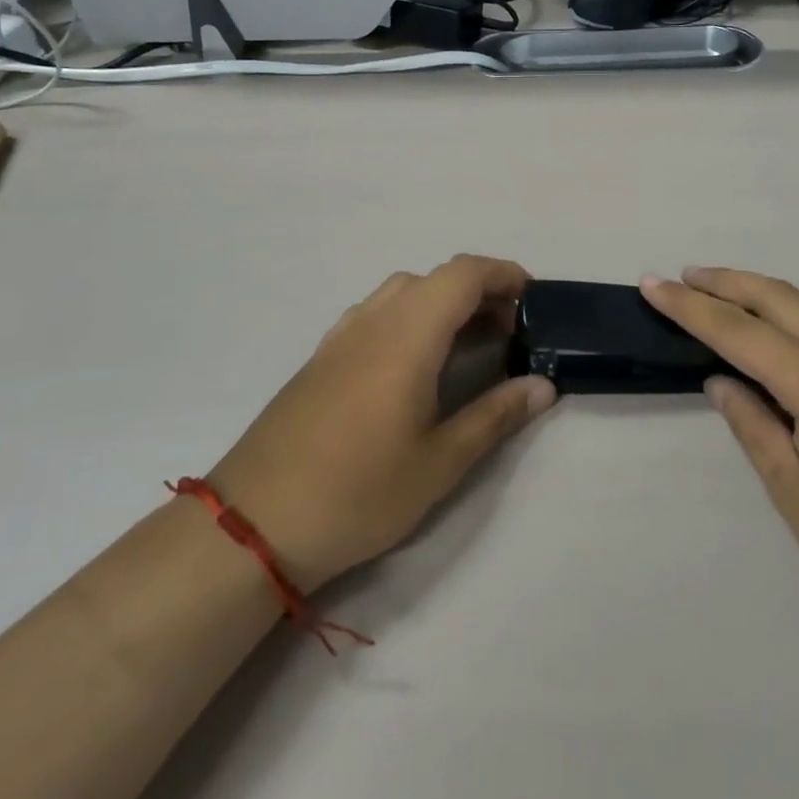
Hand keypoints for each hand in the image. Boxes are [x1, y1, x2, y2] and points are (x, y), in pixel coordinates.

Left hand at [212, 256, 557, 591]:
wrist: (254, 524)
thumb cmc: (358, 492)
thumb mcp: (440, 463)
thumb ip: (496, 416)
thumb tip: (544, 386)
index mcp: (408, 334)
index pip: (463, 274)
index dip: (504, 274)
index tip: (532, 301)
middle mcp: (374, 320)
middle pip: (436, 278)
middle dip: (480, 292)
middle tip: (509, 334)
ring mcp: (342, 336)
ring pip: (403, 292)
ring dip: (443, 303)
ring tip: (466, 346)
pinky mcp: (321, 357)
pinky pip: (377, 313)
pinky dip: (410, 317)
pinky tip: (413, 366)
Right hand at [641, 269, 798, 634]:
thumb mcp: (798, 494)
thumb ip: (755, 427)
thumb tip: (722, 382)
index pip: (738, 330)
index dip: (690, 306)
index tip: (653, 283)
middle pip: (781, 297)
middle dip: (728, 282)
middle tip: (686, 276)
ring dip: (767, 302)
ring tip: (729, 308)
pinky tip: (793, 359)